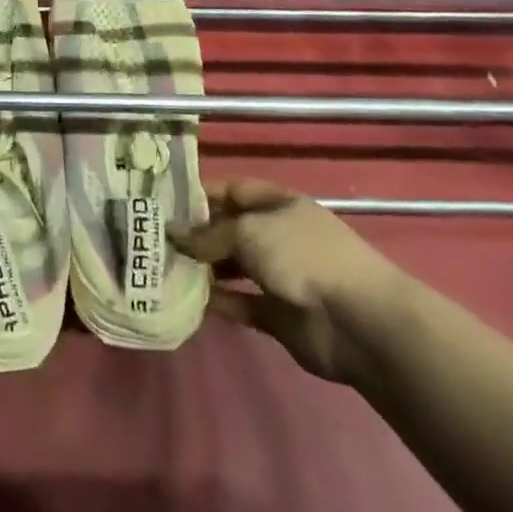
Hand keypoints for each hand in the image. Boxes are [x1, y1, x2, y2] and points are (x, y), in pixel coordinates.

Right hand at [173, 178, 407, 385]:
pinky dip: (219, 303)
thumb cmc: (302, 256)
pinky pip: (241, 304)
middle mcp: (277, 235)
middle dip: (196, 235)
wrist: (358, 322)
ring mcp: (279, 276)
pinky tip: (188, 301)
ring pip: (232, 268)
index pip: (232, 190)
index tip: (163, 203)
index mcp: (278, 204)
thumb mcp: (249, 231)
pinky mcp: (278, 314)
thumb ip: (209, 235)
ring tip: (165, 270)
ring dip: (203, 270)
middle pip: (230, 230)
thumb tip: (175, 235)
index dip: (200, 194)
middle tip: (154, 240)